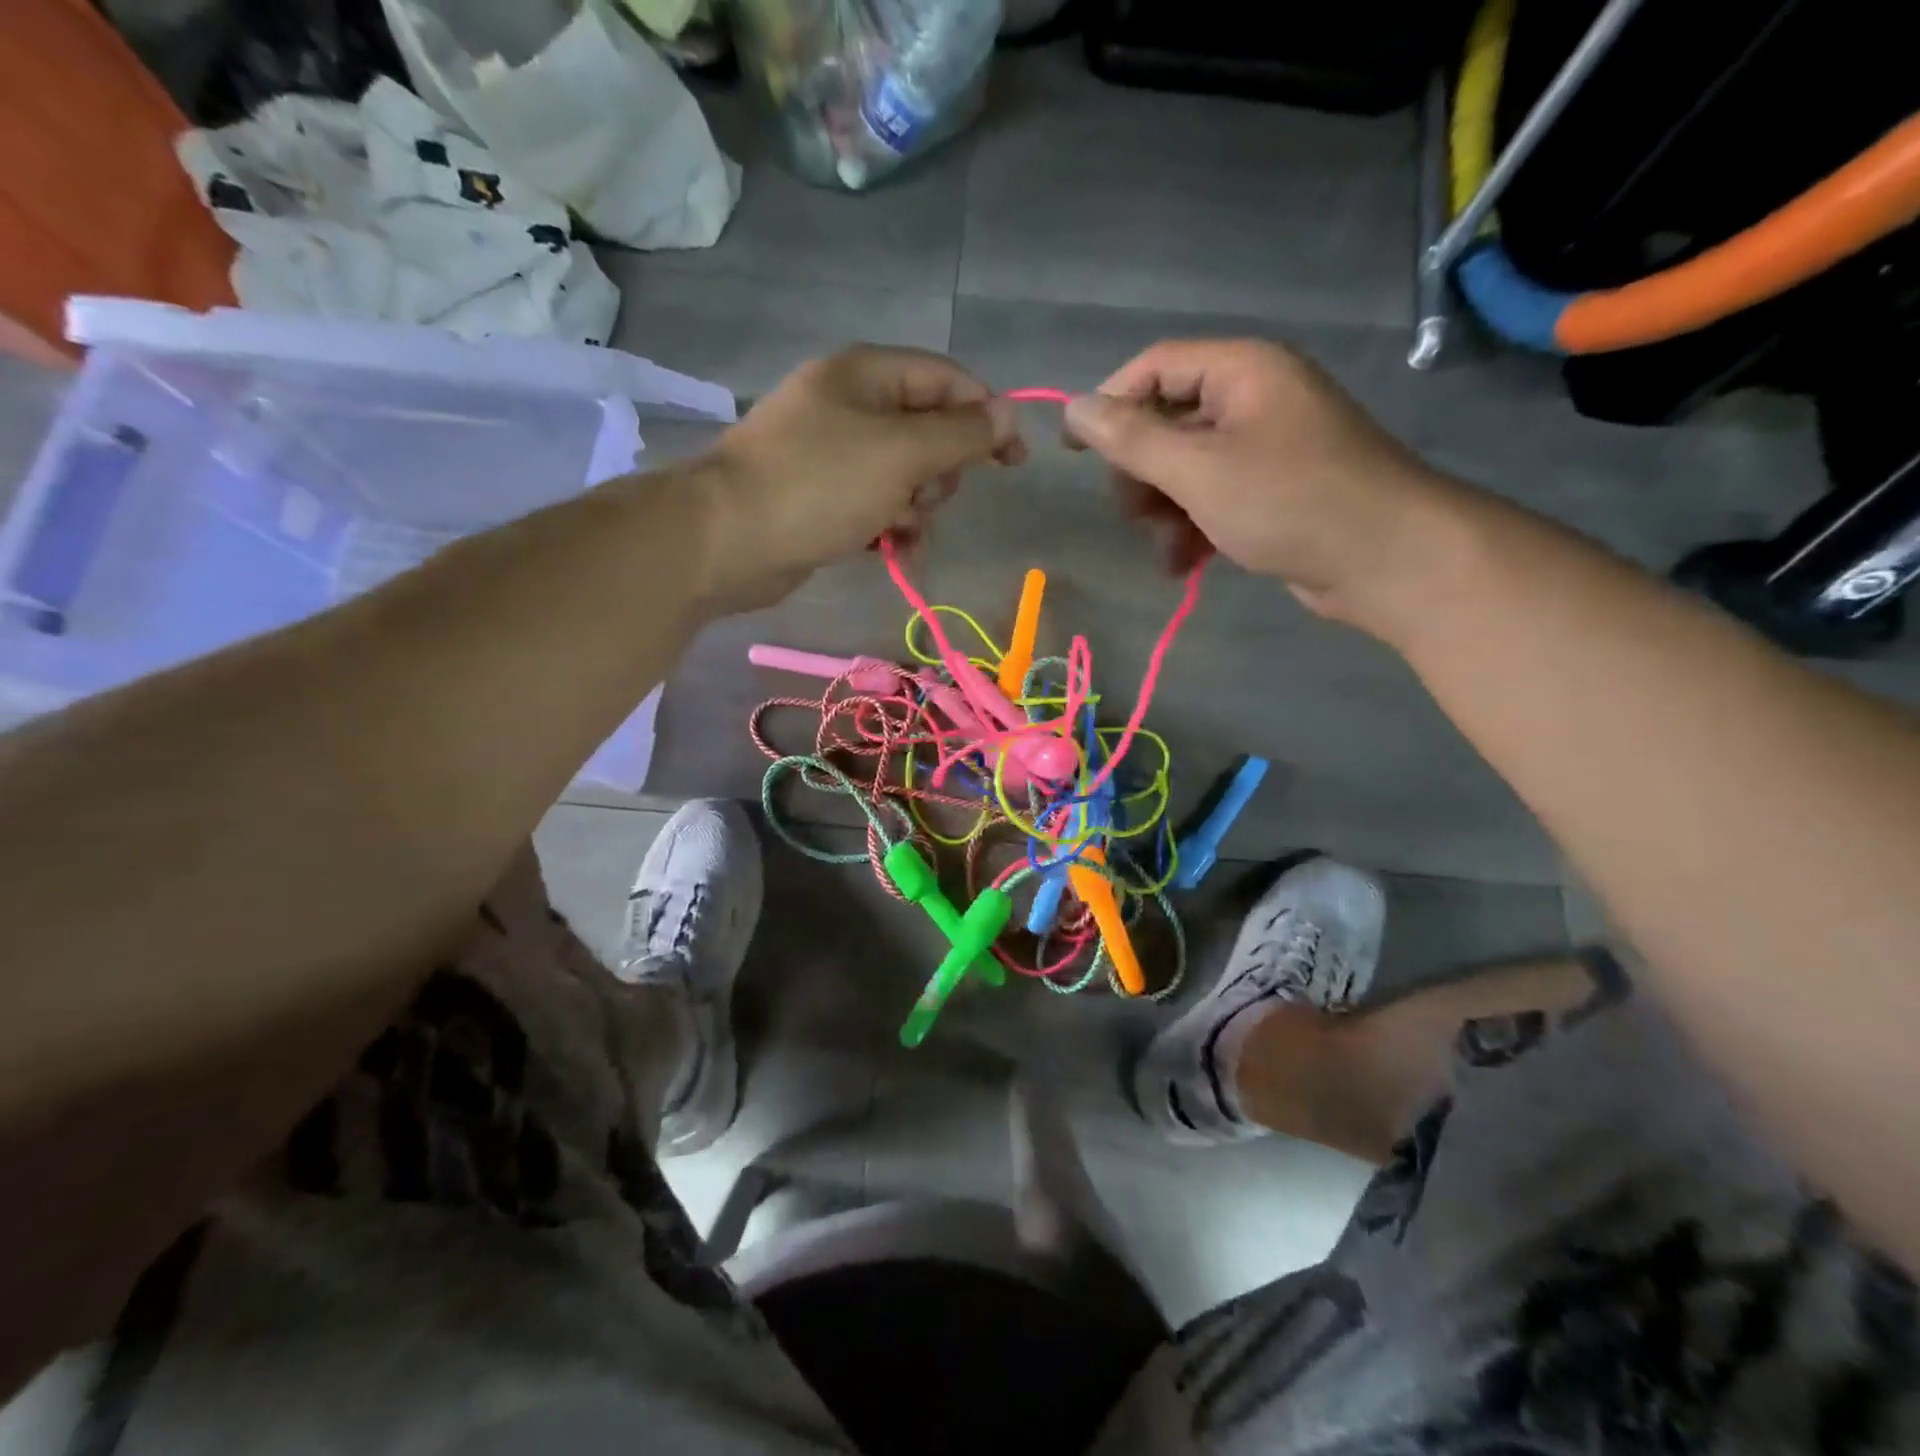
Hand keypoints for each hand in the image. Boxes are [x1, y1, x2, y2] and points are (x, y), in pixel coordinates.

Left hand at [696, 346, 1023, 611]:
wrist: (728, 540)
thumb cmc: (819, 485)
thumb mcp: (902, 453)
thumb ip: (962, 434)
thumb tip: (1008, 416)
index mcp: (866, 375)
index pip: (947, 380)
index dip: (987, 415)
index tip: (1015, 461)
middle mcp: (850, 406)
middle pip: (928, 431)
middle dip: (940, 472)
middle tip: (924, 495)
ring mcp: (833, 454)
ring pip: (906, 476)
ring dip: (916, 506)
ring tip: (895, 528)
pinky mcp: (822, 497)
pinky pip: (877, 505)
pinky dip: (890, 526)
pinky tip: (889, 549)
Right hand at [1063, 339, 1466, 628]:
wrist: (1386, 560)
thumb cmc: (1289, 501)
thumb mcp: (1198, 470)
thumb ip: (1131, 439)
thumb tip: (1073, 407)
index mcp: (1241, 371)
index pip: (1154, 368)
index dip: (1108, 404)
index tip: (1072, 452)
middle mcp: (1254, 399)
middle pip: (1167, 422)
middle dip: (1142, 474)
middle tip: (1135, 514)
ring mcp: (1265, 447)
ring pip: (1185, 468)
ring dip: (1164, 511)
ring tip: (1167, 551)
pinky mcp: (1273, 491)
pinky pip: (1213, 498)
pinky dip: (1192, 528)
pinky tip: (1183, 565)